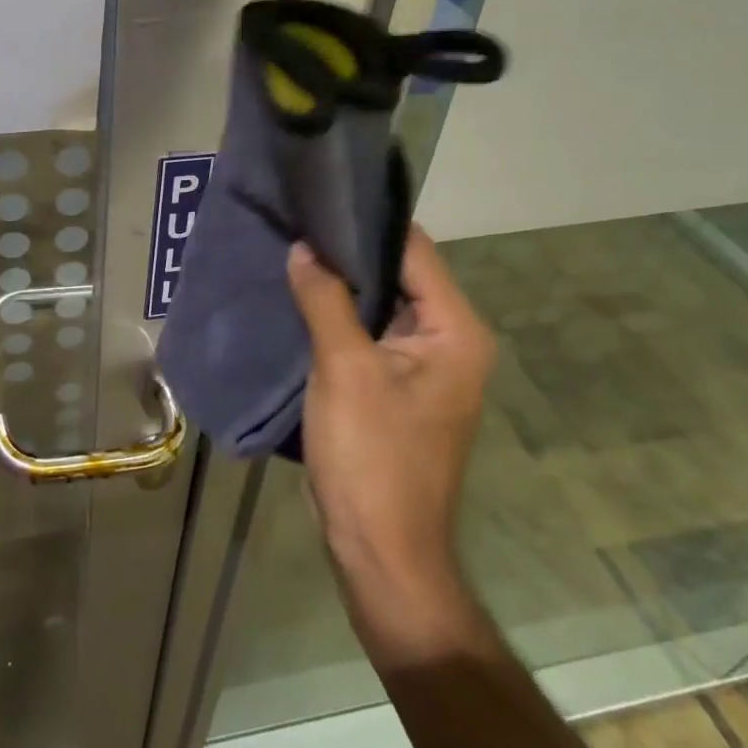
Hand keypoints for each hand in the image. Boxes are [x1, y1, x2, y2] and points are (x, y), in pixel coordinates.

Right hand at [287, 227, 493, 583]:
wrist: (380, 551)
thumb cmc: (372, 457)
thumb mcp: (344, 370)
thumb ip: (325, 300)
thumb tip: (304, 248)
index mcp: (455, 331)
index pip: (414, 251)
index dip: (367, 221)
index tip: (320, 196)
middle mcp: (448, 341)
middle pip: (398, 274)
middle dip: (347, 251)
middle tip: (296, 220)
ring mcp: (423, 366)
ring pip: (379, 304)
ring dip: (340, 283)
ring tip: (292, 249)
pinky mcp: (395, 387)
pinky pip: (367, 334)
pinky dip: (338, 315)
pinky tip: (299, 297)